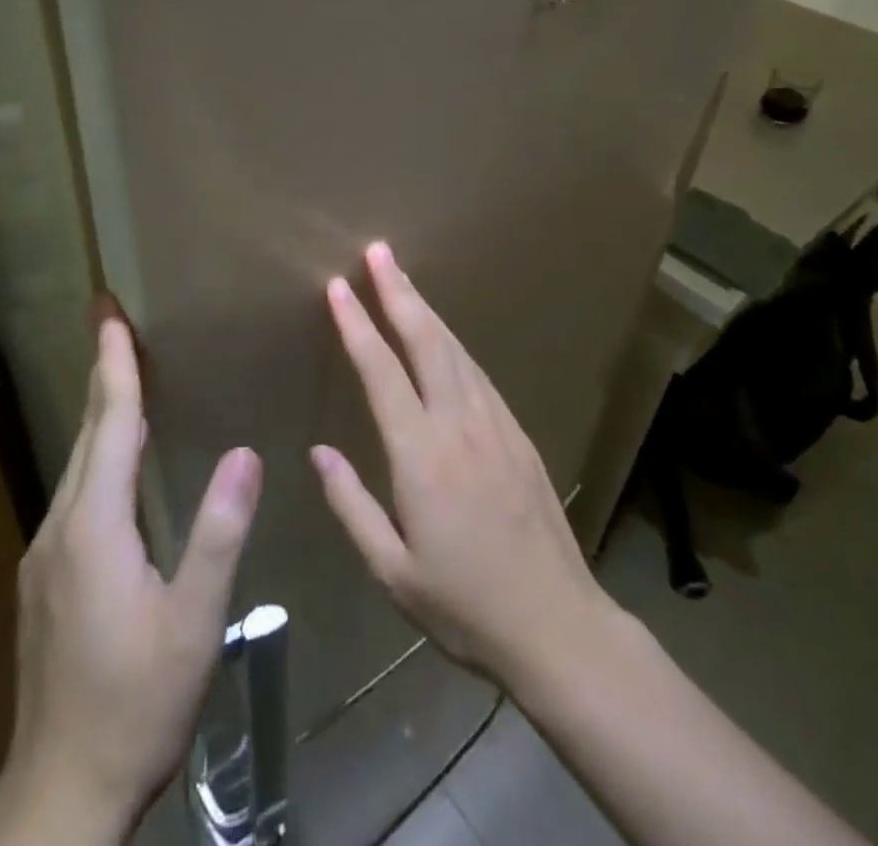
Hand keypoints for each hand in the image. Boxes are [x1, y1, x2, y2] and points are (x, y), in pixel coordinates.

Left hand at [0, 320, 262, 843]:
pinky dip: (97, 452)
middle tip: (112, 320)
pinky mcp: (45, 577)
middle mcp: (62, 525)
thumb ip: (218, 534)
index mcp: (96, 526)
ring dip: (101, 411)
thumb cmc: (136, 704)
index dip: (114, 363)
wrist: (60, 795)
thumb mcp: (192, 622)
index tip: (108, 311)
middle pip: (88, 432)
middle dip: (102, 371)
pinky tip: (115, 459)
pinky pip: (76, 491)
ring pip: (78, 462)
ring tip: (121, 372)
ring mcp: (45, 552)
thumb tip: (245, 452)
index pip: (110, 423)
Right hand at [311, 242, 608, 686]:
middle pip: (426, 340)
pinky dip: (454, 343)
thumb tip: (319, 452)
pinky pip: (478, 373)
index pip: (381, 371)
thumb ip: (352, 505)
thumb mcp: (392, 571)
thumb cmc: (464, 605)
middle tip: (379, 251)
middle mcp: (460, 424)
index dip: (356, 324)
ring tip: (403, 279)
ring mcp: (496, 424)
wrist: (558, 626)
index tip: (338, 286)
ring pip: (455, 349)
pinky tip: (444, 337)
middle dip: (398, 291)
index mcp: (422, 455)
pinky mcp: (519, 434)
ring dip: (426, 310)